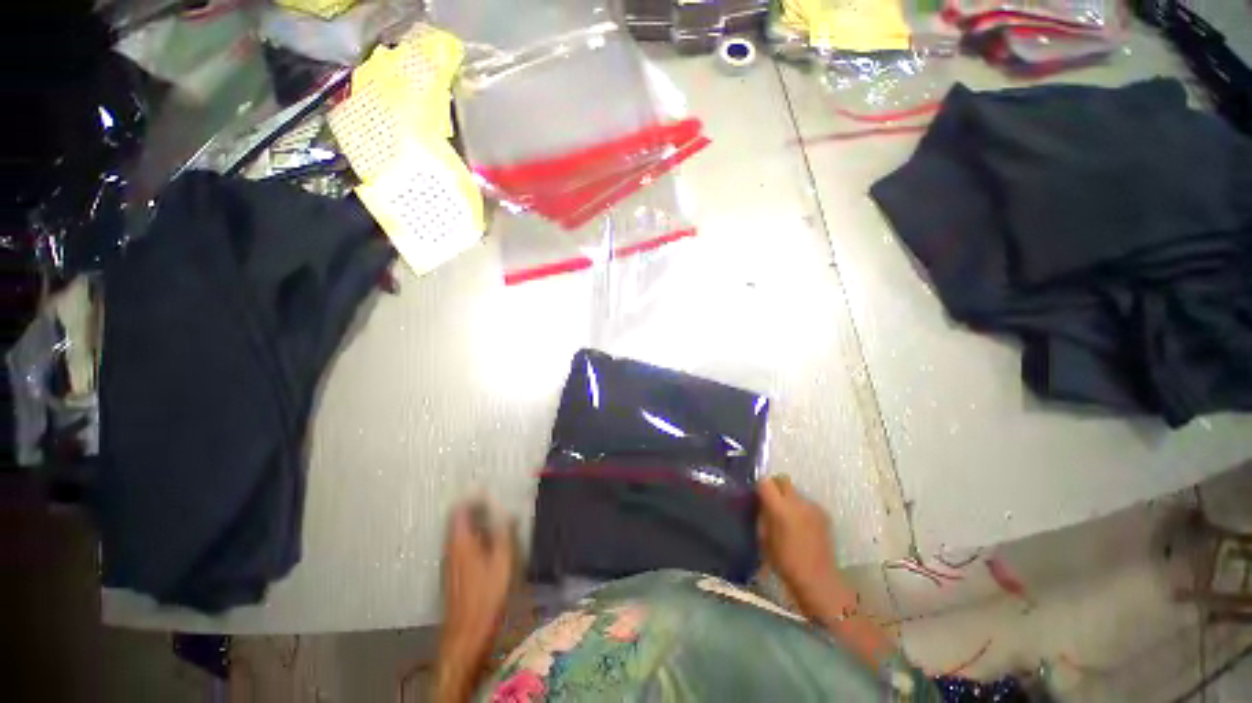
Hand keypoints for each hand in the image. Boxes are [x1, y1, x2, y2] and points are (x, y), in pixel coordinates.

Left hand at [435, 499, 515, 702]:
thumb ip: (503, 533)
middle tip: (492, 497)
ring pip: (459, 532)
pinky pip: (461, 544)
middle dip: (473, 507)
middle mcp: (451, 548)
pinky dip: (473, 535)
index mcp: (461, 541)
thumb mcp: (502, 561)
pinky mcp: (453, 573)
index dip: (472, 496)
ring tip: (492, 514)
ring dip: (473, 521)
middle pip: (458, 520)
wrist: (467, 632)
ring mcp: (450, 561)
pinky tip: (487, 540)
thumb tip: (506, 511)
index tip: (486, 487)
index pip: (460, 510)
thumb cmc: (486, 595)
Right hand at [757, 475, 851, 625]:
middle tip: (771, 502)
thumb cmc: (784, 562)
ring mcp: (813, 506)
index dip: (760, 487)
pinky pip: (806, 502)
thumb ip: (762, 514)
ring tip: (787, 517)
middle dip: (775, 486)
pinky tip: (800, 525)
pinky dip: (800, 508)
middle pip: (783, 479)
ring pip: (795, 491)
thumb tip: (761, 502)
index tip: (758, 496)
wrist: (817, 579)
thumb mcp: (764, 538)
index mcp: (780, 508)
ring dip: (788, 499)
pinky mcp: (824, 513)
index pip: (766, 482)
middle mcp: (797, 502)